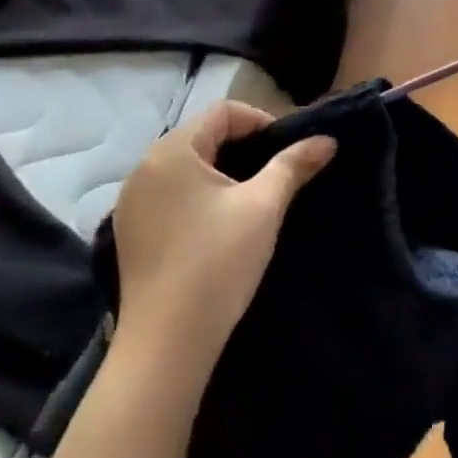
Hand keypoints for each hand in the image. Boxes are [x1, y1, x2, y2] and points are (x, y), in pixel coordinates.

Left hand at [111, 103, 334, 384]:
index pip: (223, 112)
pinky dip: (199, 195)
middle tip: (276, 173)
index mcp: (171, 151)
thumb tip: (327, 140)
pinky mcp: (131, 232)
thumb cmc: (217, 263)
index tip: (287, 151)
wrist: (167, 346)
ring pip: (186, 166)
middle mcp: (143, 168)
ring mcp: (132, 202)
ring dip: (222, 171)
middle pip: (202, 136)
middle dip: (244, 147)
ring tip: (253, 197)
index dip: (261, 121)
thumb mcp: (264, 206)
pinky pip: (171, 194)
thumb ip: (294, 165)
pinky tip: (220, 224)